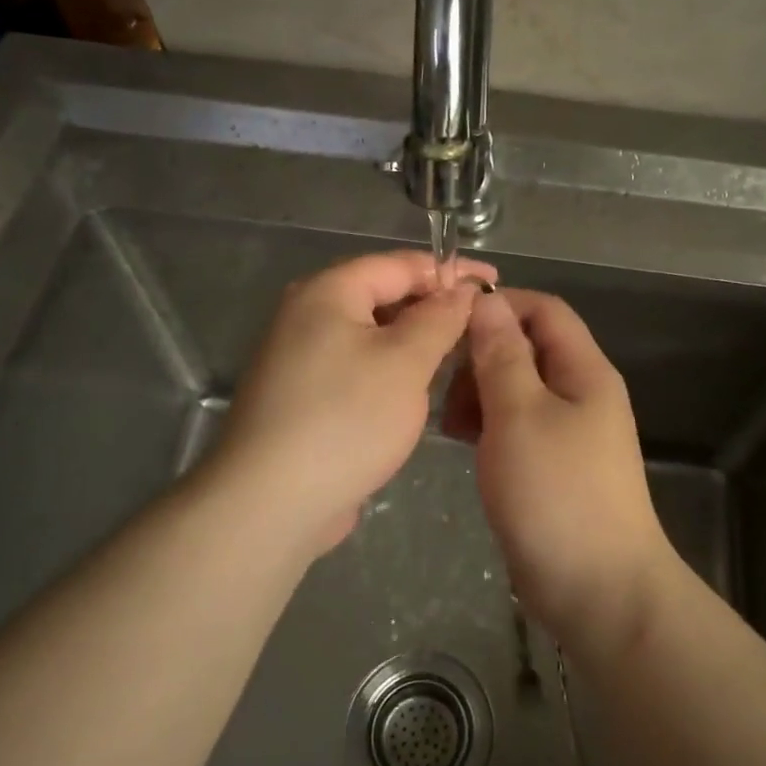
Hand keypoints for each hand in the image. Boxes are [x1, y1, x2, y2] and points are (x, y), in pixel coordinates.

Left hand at [201, 250, 494, 560]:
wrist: (272, 502)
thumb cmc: (346, 419)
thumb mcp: (406, 362)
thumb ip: (439, 318)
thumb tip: (461, 290)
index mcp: (327, 292)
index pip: (399, 264)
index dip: (450, 270)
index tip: (493, 282)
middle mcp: (307, 315)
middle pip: (382, 295)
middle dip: (433, 306)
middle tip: (481, 325)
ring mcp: (300, 358)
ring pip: (371, 335)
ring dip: (414, 341)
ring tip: (459, 355)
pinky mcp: (303, 396)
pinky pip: (357, 366)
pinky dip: (391, 369)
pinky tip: (418, 389)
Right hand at [442, 289, 675, 648]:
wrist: (598, 590)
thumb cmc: (558, 494)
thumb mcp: (520, 415)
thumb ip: (502, 356)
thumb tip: (486, 302)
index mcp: (584, 371)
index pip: (544, 311)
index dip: (499, 305)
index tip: (449, 324)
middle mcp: (580, 394)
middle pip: (528, 349)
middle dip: (482, 355)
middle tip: (441, 384)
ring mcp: (568, 433)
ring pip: (517, 389)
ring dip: (479, 393)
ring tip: (447, 421)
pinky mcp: (552, 466)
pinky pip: (516, 427)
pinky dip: (487, 425)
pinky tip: (461, 442)